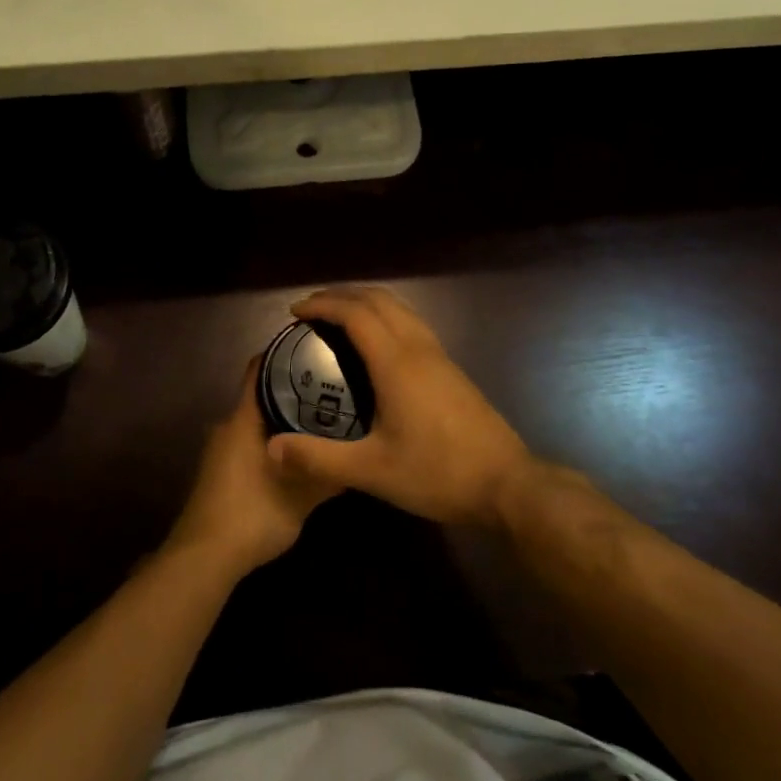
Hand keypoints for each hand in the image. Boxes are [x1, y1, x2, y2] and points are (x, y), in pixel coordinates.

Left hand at [168, 358, 339, 574]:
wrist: (203, 558)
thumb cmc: (252, 515)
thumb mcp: (301, 498)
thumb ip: (328, 476)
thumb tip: (358, 459)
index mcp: (244, 419)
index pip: (259, 369)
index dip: (283, 354)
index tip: (313, 347)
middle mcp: (228, 426)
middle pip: (261, 395)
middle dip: (293, 390)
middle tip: (330, 388)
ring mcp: (221, 450)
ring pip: (256, 422)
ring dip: (283, 420)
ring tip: (321, 419)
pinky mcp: (220, 471)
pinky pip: (250, 442)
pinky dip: (272, 441)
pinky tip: (297, 454)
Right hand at [267, 286, 536, 526]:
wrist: (508, 484)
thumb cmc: (438, 473)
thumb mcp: (372, 471)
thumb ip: (319, 458)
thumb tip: (272, 448)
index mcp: (396, 363)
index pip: (355, 313)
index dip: (323, 305)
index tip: (295, 312)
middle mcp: (418, 349)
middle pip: (379, 300)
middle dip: (342, 296)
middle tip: (311, 310)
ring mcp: (440, 357)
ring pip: (400, 309)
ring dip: (367, 303)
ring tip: (339, 320)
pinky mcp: (452, 370)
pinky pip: (412, 325)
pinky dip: (386, 318)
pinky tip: (376, 347)